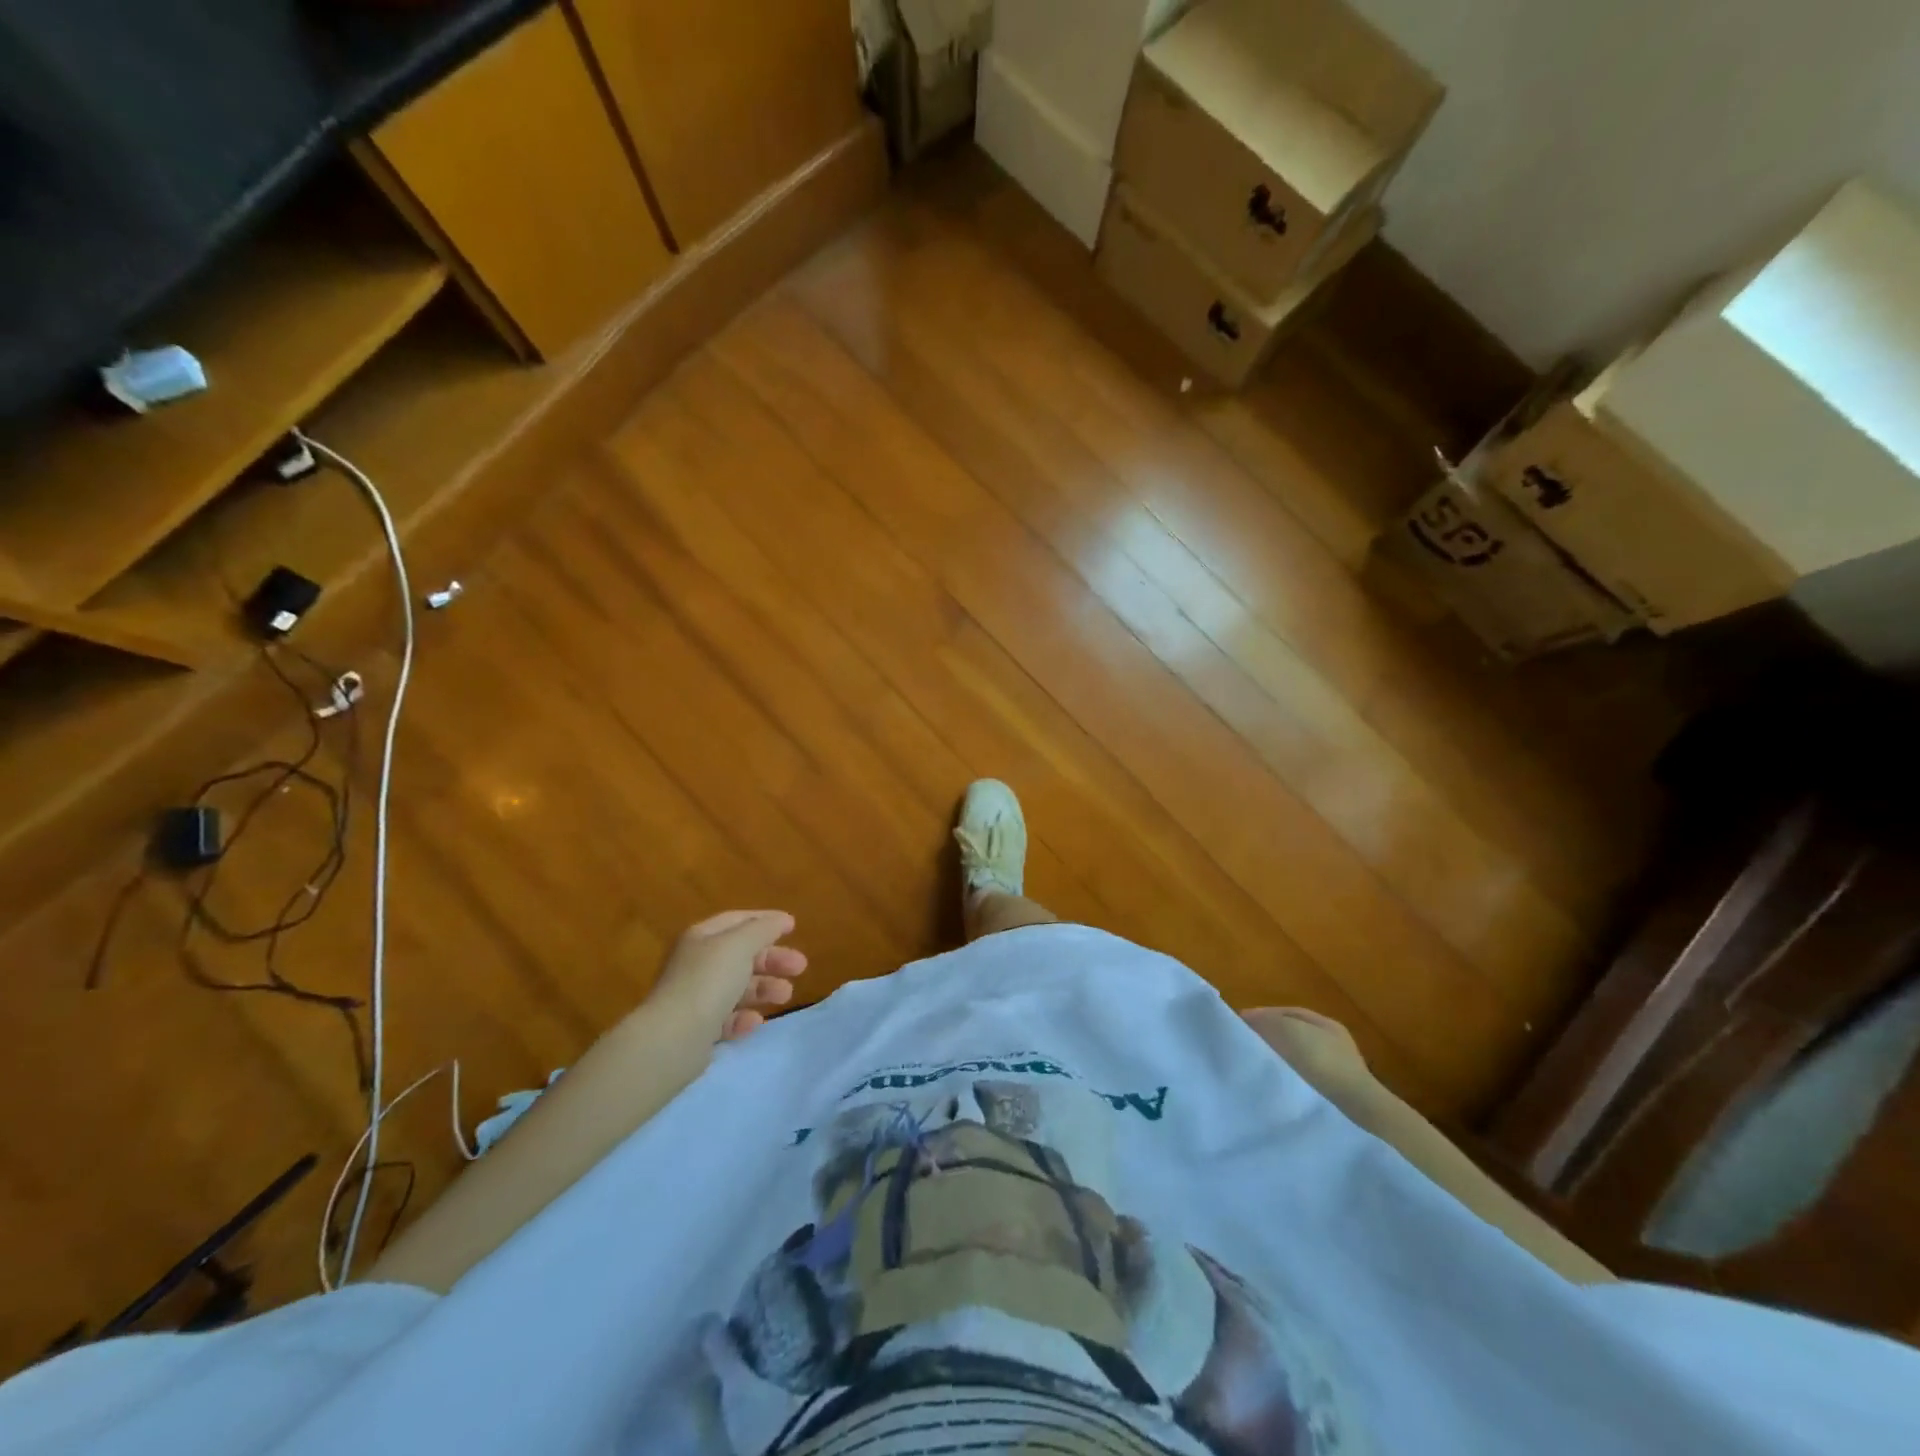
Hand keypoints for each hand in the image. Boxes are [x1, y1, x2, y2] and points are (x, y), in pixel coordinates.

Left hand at [653, 910, 807, 1040]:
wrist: (673, 1039)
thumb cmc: (709, 981)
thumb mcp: (740, 945)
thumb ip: (764, 928)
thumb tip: (782, 920)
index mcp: (702, 937)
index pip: (738, 920)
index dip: (766, 921)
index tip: (794, 927)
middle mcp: (697, 963)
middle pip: (742, 955)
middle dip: (773, 959)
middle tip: (801, 967)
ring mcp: (696, 997)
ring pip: (738, 987)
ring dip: (765, 988)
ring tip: (785, 996)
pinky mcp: (698, 1029)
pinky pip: (728, 1017)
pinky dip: (744, 1017)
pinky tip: (754, 1021)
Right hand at [1242, 1007, 1371, 1098]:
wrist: (1355, 1111)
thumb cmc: (1322, 1061)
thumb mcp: (1288, 1030)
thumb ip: (1265, 1020)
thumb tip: (1248, 1020)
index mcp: (1327, 1024)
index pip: (1288, 1013)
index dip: (1261, 1015)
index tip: (1238, 1025)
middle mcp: (1334, 1045)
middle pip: (1292, 1035)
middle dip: (1268, 1038)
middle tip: (1245, 1046)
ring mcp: (1337, 1073)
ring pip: (1297, 1059)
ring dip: (1277, 1061)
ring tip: (1256, 1067)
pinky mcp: (1334, 1098)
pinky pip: (1302, 1081)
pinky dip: (1287, 1079)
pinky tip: (1274, 1085)